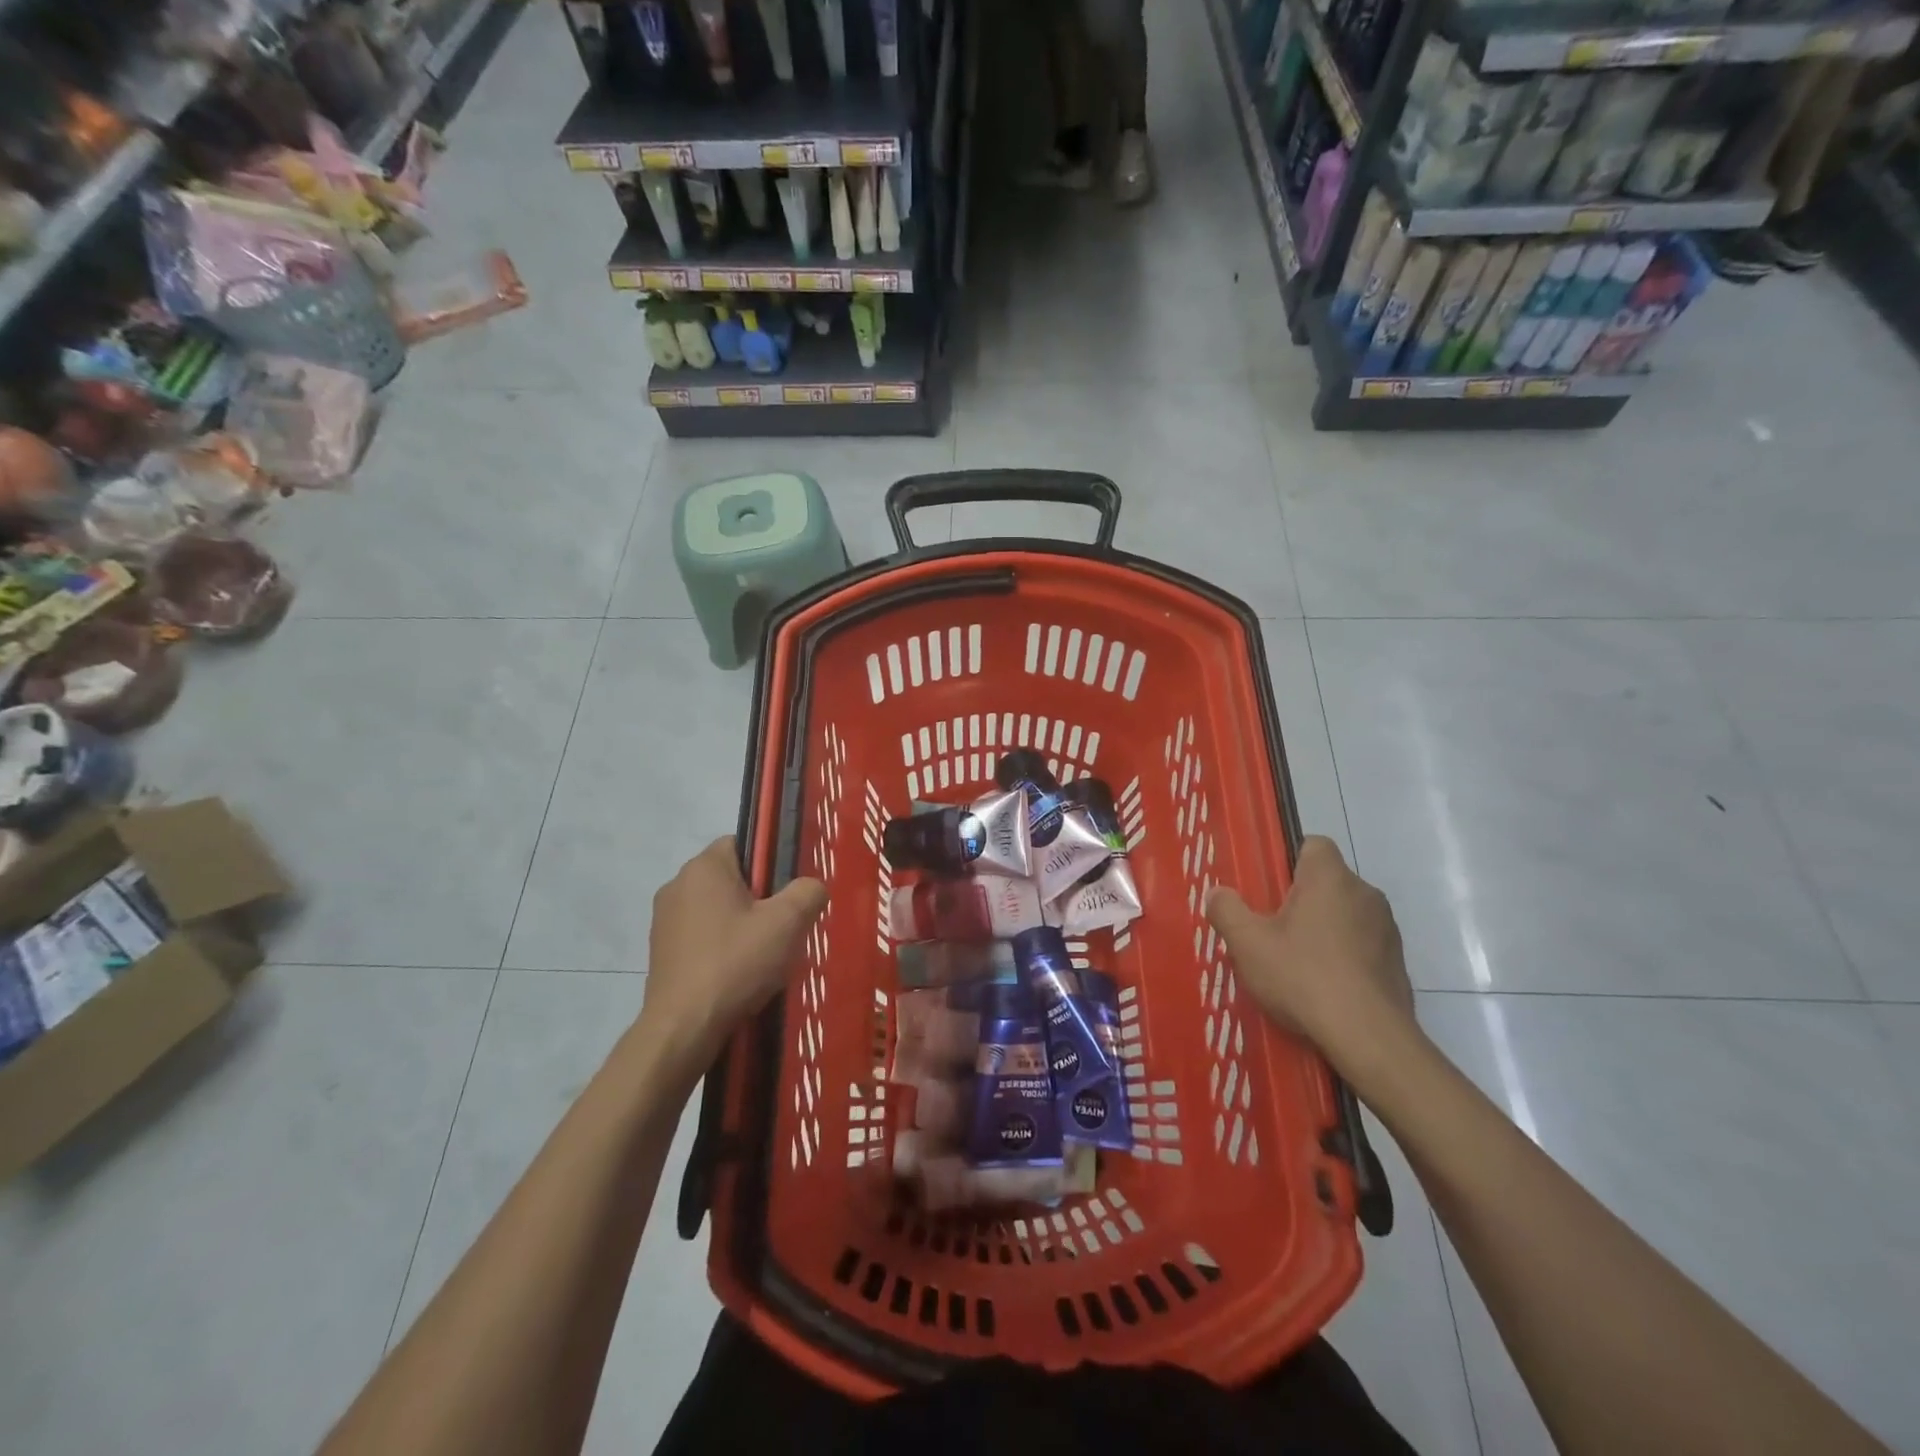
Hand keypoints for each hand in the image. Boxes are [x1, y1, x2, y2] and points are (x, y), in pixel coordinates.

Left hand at [641, 838, 826, 1074]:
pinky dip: (720, 947)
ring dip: (739, 925)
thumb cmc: (736, 963)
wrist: (683, 1027)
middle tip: (782, 927)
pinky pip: (700, 936)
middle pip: (731, 878)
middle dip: (758, 898)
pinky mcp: (660, 951)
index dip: (770, 864)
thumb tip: (812, 887)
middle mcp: (677, 884)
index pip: (743, 843)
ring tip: (762, 956)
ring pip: (716, 909)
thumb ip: (808, 892)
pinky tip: (737, 974)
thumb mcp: (788, 923)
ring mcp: (663, 919)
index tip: (786, 893)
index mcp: (704, 866)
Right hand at [1206, 837, 1415, 1076]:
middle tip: (1271, 930)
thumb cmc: (1303, 976)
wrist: (1368, 1038)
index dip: (1288, 860)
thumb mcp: (1247, 943)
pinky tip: (1323, 988)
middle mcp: (1365, 894)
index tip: (1268, 888)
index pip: (1313, 844)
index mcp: (1330, 878)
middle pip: (1327, 882)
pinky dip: (1343, 957)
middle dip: (1301, 900)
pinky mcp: (1397, 963)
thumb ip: (1227, 910)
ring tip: (1296, 964)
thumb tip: (1218, 893)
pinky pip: (1362, 946)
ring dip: (1323, 930)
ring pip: (1345, 915)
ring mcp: (1386, 930)